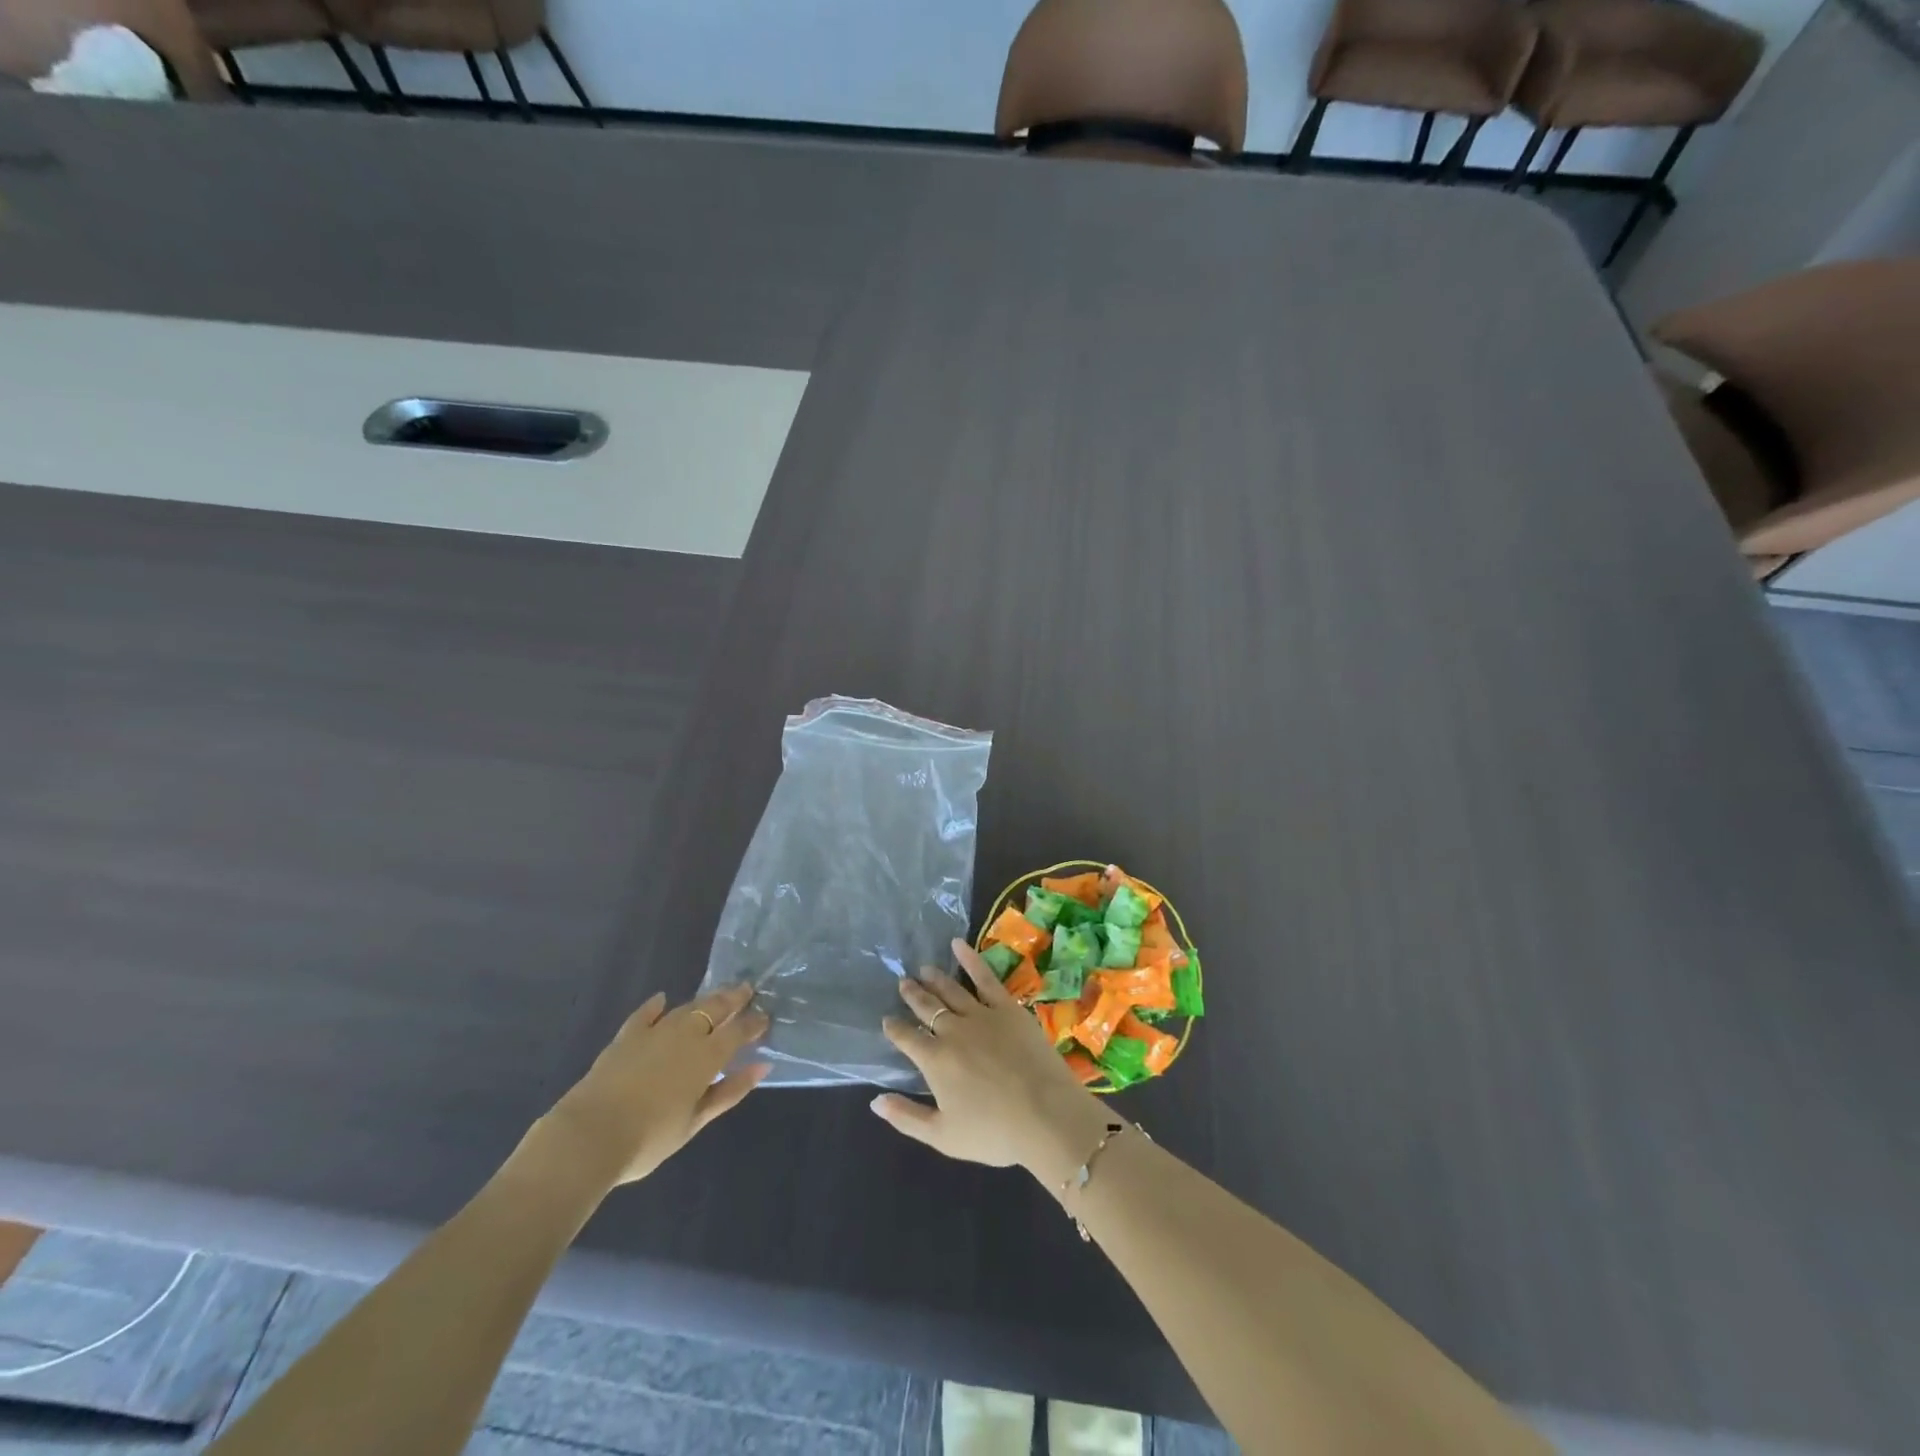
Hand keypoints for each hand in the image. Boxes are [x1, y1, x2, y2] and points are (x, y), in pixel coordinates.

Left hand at [536, 984, 770, 1189]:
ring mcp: (654, 1032)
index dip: (754, 1022)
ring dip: (704, 1000)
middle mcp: (685, 1035)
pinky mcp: (626, 1037)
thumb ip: (730, 1091)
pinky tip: (661, 999)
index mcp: (707, 1056)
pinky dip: (655, 1005)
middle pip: (715, 1008)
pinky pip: (645, 1014)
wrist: (589, 1136)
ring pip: (685, 1008)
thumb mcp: (696, 1121)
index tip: (766, 1017)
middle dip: (734, 998)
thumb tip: (762, 1066)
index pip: (739, 1030)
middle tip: (747, 989)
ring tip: (716, 995)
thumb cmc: (650, 1137)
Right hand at [870, 938, 1113, 1186]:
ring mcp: (981, 1015)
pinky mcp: (1007, 1007)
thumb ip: (906, 1117)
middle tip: (903, 982)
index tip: (887, 1020)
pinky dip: (970, 959)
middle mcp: (952, 1030)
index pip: (907, 1038)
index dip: (895, 1028)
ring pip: (951, 990)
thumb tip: (875, 1100)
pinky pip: (985, 977)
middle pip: (927, 1007)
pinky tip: (957, 945)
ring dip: (935, 978)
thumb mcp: (943, 1137)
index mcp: (934, 1061)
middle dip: (912, 994)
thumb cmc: (994, 1133)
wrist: (1046, 1115)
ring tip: (924, 968)